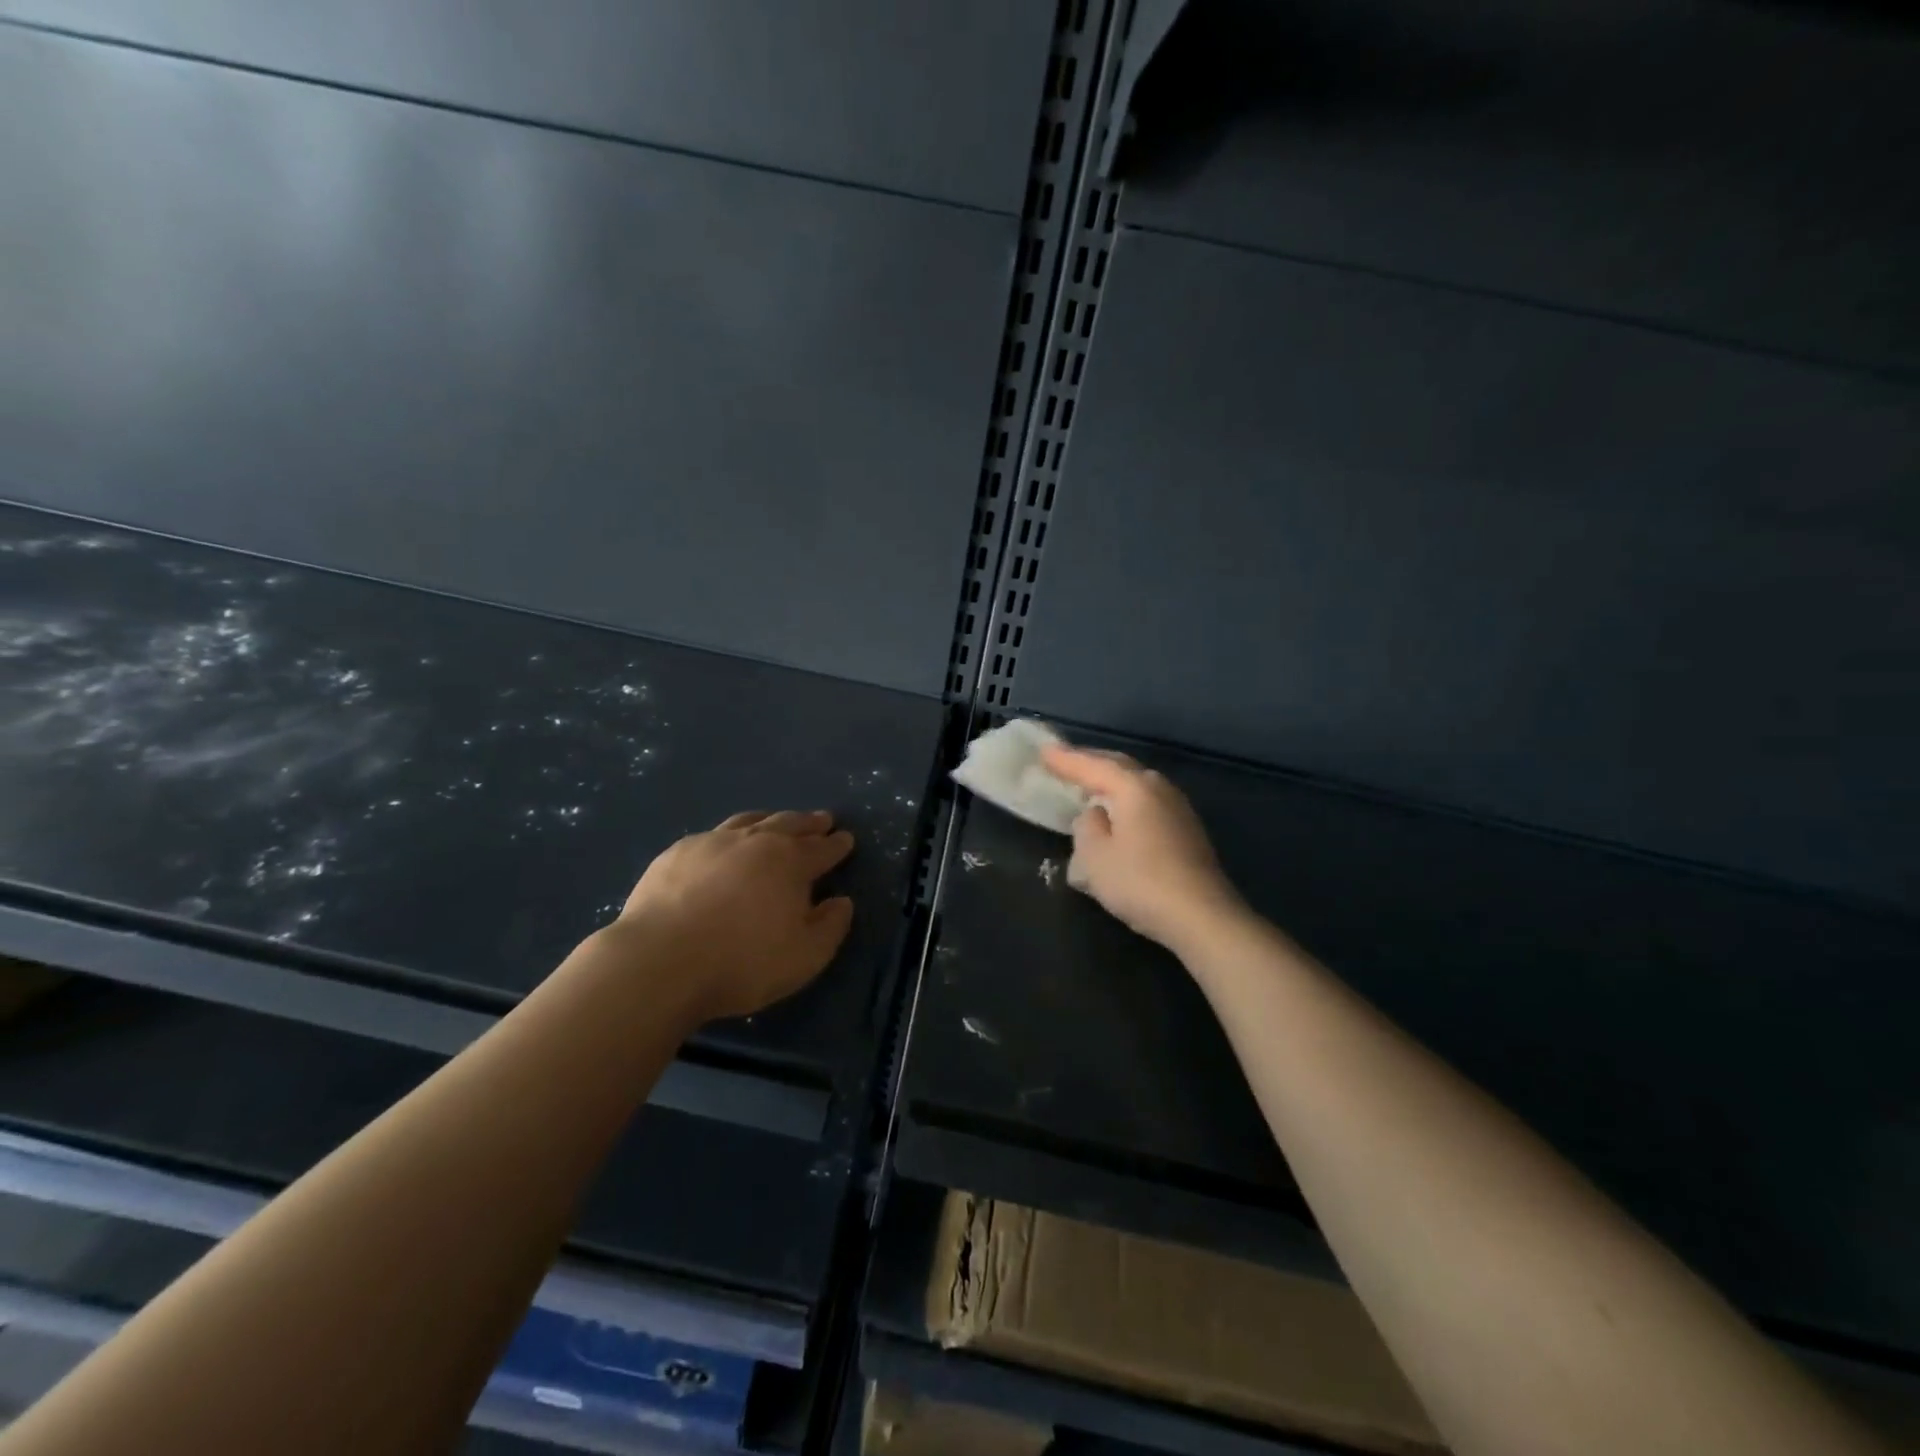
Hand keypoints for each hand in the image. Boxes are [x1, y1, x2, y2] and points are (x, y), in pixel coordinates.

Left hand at [614, 810, 855, 1022]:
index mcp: (790, 862)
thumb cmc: (742, 962)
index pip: (822, 848)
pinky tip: (724, 845)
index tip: (846, 838)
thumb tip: (841, 902)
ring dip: (770, 820)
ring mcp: (713, 843)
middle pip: (789, 824)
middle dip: (809, 823)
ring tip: (777, 821)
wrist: (660, 961)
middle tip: (822, 819)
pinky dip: (730, 835)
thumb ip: (831, 927)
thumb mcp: (805, 957)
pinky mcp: (677, 853)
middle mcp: (755, 841)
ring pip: (749, 821)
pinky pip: (712, 835)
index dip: (837, 844)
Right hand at [1041, 744, 1243, 952]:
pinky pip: (1146, 802)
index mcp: (1134, 787)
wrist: (1202, 916)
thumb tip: (1096, 814)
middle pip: (1119, 767)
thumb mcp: (1094, 856)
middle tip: (1064, 761)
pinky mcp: (1186, 830)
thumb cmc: (1140, 882)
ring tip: (1088, 784)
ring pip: (1136, 783)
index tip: (1043, 751)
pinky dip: (1126, 799)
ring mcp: (1178, 808)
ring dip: (1110, 780)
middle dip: (1090, 762)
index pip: (1093, 766)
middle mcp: (1159, 788)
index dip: (1065, 759)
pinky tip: (1118, 811)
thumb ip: (1087, 826)